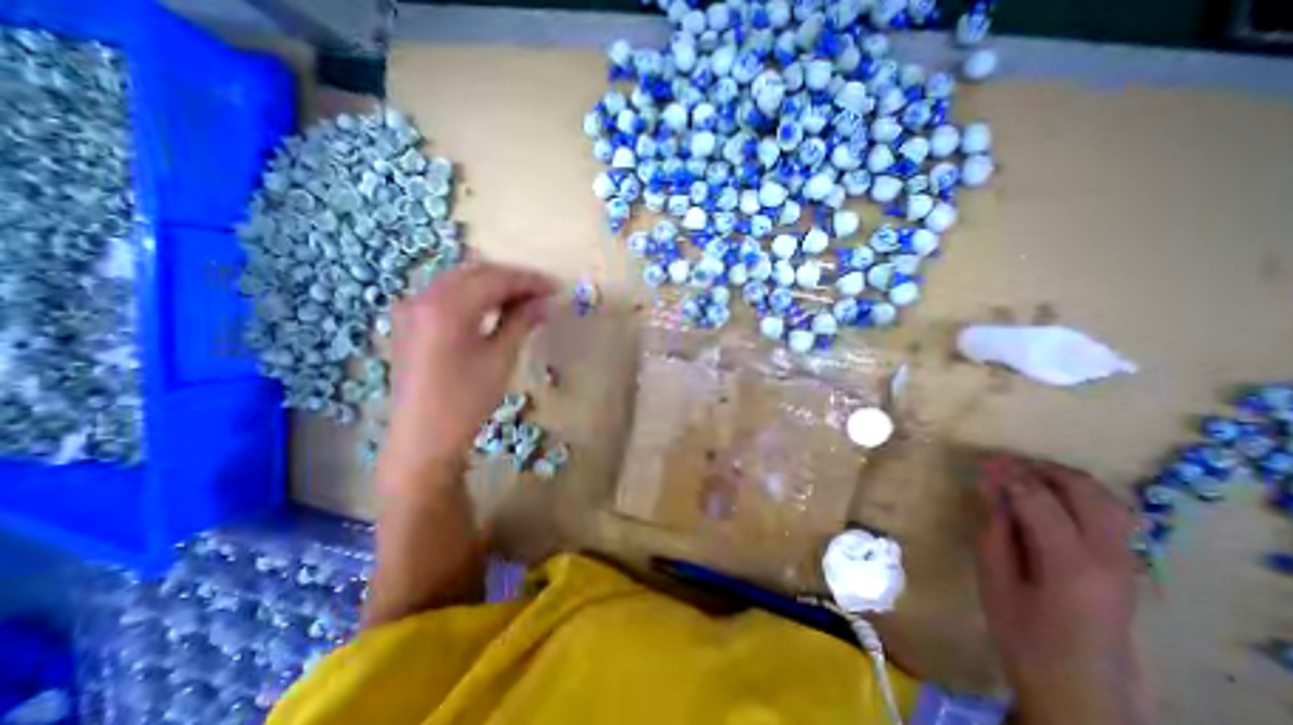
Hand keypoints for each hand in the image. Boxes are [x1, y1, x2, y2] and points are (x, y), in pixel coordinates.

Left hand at [379, 262, 550, 491]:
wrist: (423, 439)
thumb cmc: (466, 401)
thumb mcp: (500, 358)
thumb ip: (521, 322)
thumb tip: (545, 302)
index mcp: (446, 307)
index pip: (495, 279)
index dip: (528, 280)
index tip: (555, 288)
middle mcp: (424, 297)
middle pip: (476, 273)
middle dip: (512, 279)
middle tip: (542, 294)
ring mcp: (412, 308)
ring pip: (460, 281)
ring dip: (493, 285)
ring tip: (523, 300)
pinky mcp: (410, 322)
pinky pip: (446, 294)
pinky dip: (473, 295)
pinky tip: (492, 308)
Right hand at [976, 452, 1133, 723]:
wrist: (1080, 687)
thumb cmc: (1023, 632)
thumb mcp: (994, 577)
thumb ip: (995, 527)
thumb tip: (990, 485)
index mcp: (1070, 563)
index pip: (1039, 498)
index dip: (1008, 474)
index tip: (981, 462)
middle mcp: (1110, 557)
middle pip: (1085, 490)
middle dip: (1041, 469)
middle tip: (1003, 467)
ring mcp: (1127, 562)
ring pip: (1106, 498)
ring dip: (1064, 479)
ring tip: (1025, 477)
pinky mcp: (1128, 566)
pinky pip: (1111, 514)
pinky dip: (1080, 495)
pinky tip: (1051, 500)